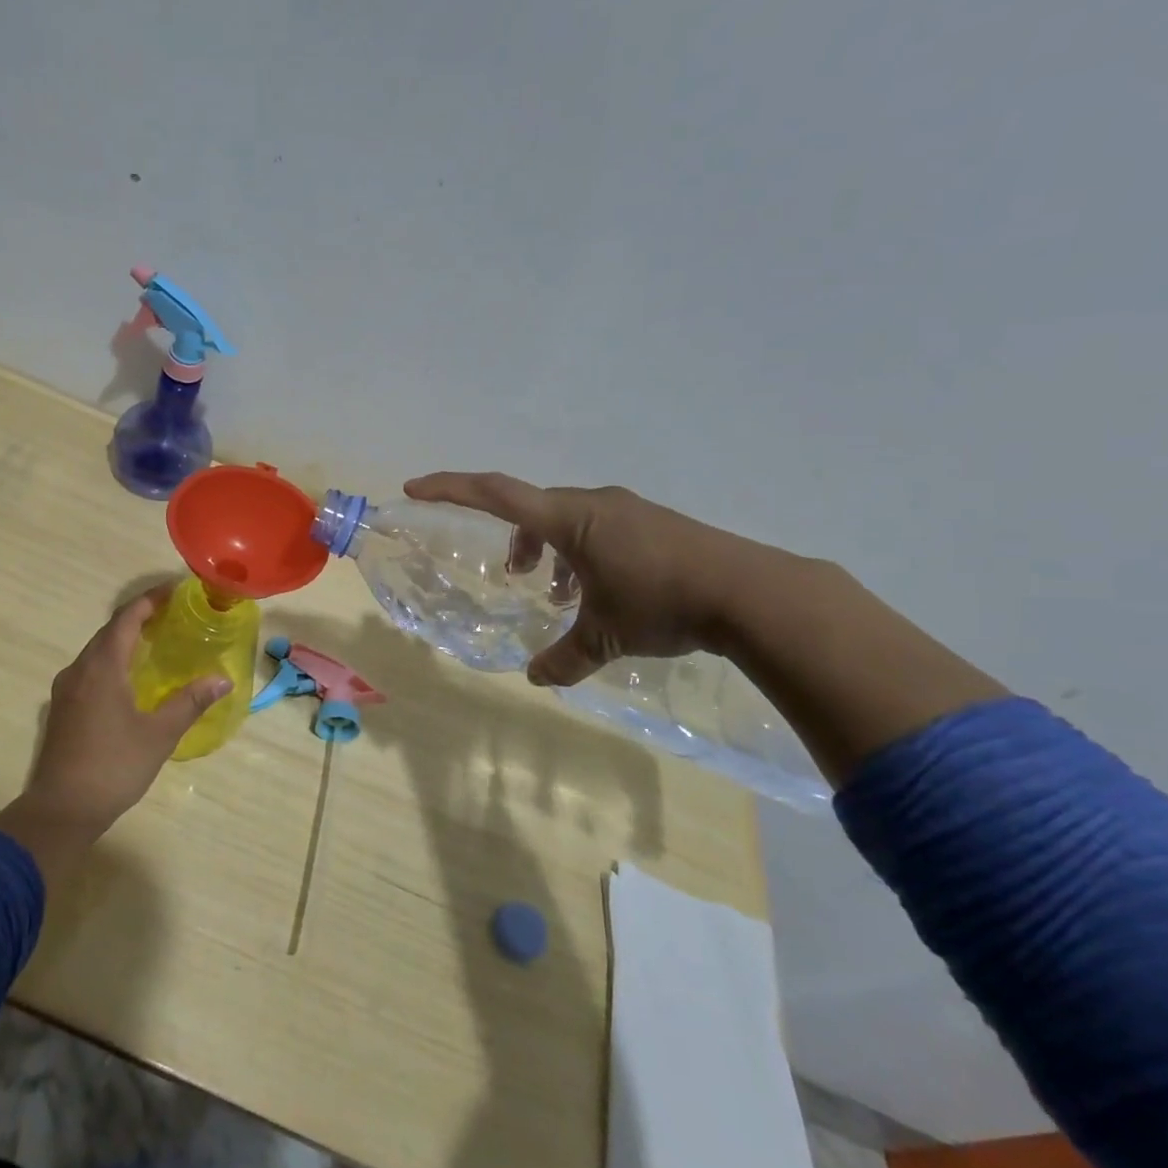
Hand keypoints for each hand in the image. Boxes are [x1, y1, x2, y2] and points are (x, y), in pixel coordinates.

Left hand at [0, 585, 228, 890]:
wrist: (60, 810)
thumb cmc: (112, 767)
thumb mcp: (159, 735)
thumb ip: (190, 702)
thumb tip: (222, 679)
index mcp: (102, 667)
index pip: (127, 618)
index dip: (150, 599)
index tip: (175, 590)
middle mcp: (79, 669)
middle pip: (110, 630)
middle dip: (140, 617)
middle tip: (172, 615)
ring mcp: (66, 689)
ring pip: (97, 651)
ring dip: (124, 640)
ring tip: (156, 642)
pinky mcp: (62, 708)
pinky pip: (90, 669)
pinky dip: (113, 661)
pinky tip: (130, 679)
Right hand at [404, 472, 770, 688]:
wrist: (753, 593)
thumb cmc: (663, 603)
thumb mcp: (606, 636)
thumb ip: (564, 658)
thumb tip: (535, 679)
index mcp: (570, 519)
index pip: (496, 493)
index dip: (450, 488)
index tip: (414, 488)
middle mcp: (594, 504)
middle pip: (532, 508)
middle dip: (514, 541)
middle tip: (511, 577)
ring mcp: (627, 510)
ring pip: (568, 520)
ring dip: (550, 551)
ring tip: (557, 595)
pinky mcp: (652, 523)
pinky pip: (598, 528)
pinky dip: (581, 554)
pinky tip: (599, 593)